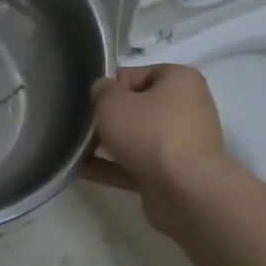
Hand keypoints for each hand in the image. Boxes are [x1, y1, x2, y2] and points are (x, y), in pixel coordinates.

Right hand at [83, 65, 235, 225]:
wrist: (185, 191)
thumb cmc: (149, 133)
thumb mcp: (112, 102)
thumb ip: (102, 90)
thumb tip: (103, 91)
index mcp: (180, 80)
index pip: (139, 74)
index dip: (111, 86)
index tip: (91, 101)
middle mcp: (188, 108)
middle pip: (140, 107)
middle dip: (111, 117)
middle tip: (85, 125)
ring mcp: (183, 143)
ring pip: (139, 138)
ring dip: (110, 144)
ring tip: (77, 149)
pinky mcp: (175, 174)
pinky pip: (138, 164)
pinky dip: (114, 166)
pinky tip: (84, 170)